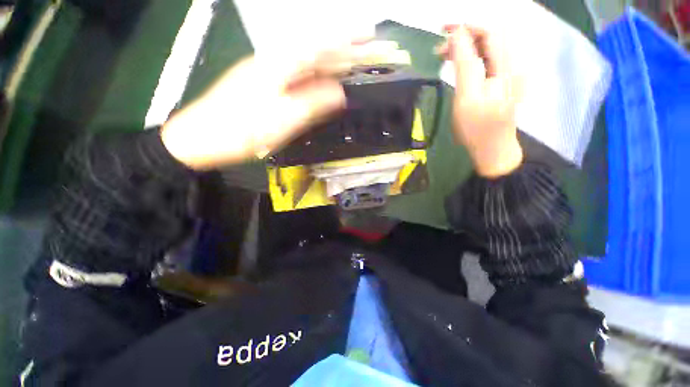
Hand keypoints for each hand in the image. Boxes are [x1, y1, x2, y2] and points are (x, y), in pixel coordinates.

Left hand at [161, 41, 397, 169]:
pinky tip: (324, 84)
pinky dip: (315, 79)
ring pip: (306, 65)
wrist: (203, 138)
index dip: (347, 38)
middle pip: (315, 52)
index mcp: (280, 65)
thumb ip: (314, 103)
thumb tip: (341, 94)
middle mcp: (275, 62)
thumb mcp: (283, 119)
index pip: (321, 44)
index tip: (369, 34)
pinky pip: (297, 78)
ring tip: (352, 68)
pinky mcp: (265, 86)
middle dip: (343, 51)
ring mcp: (269, 73)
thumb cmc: (241, 130)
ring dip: (331, 65)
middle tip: (367, 54)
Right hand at [437, 25, 522, 177]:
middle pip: (491, 36)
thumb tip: (457, 35)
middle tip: (440, 48)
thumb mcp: (467, 97)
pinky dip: (472, 57)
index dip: (467, 26)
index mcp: (508, 65)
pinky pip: (489, 59)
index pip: (490, 31)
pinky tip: (460, 65)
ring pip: (489, 47)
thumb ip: (465, 64)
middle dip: (465, 36)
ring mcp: (511, 72)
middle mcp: (514, 63)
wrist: (492, 148)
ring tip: (445, 57)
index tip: (443, 29)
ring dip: (467, 47)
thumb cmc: (477, 128)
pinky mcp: (504, 81)